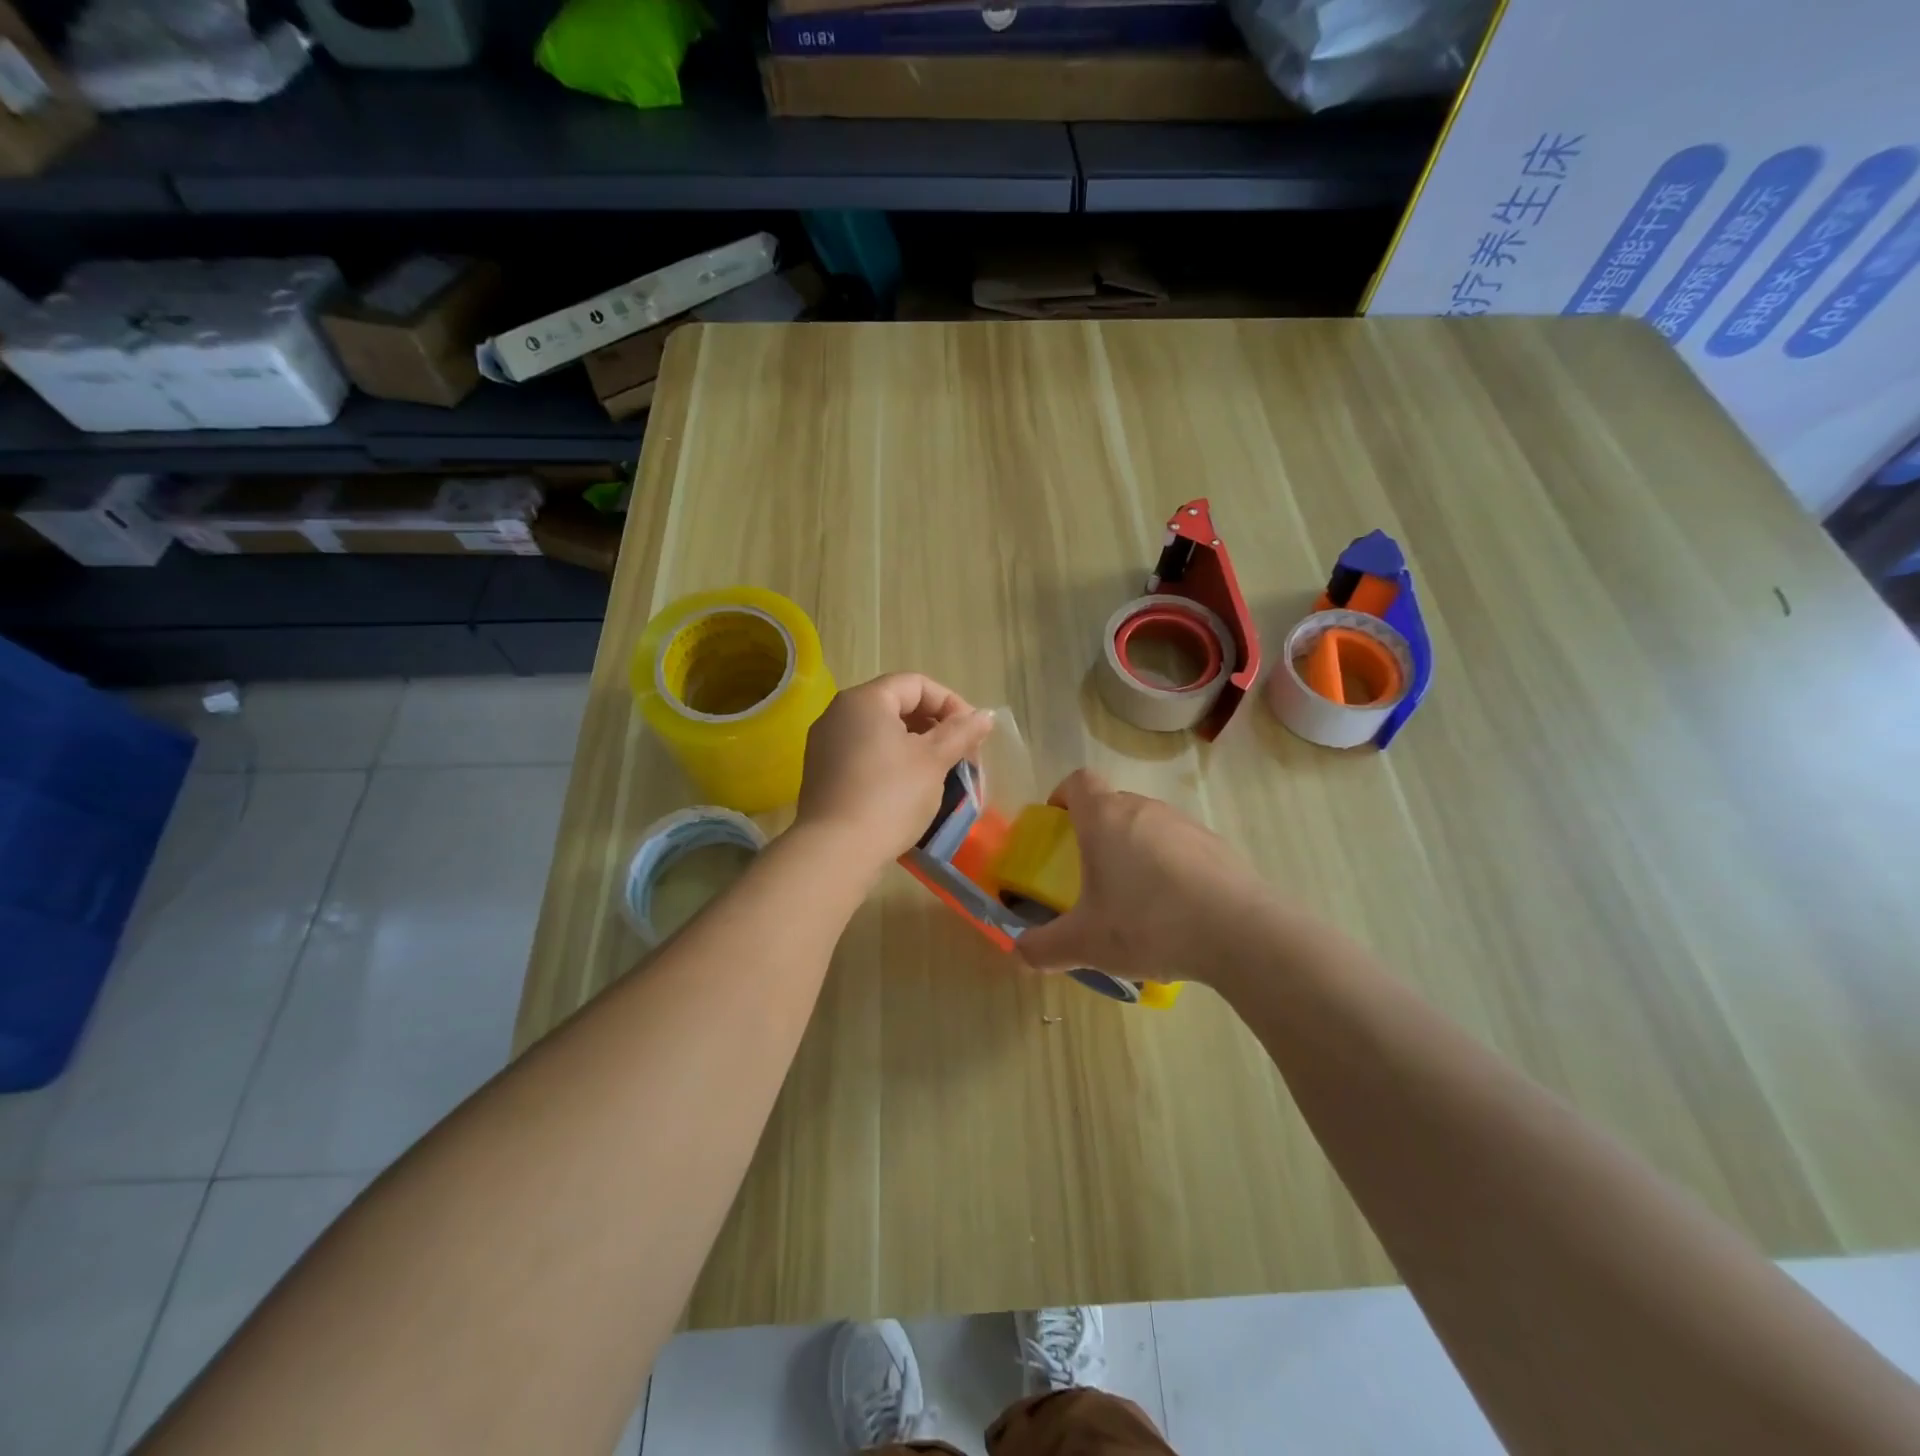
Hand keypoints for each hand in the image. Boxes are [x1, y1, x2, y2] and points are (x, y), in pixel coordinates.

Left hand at [796, 673, 994, 869]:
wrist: (835, 851)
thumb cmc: (890, 796)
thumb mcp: (934, 761)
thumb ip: (961, 732)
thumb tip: (985, 715)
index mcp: (865, 700)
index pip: (916, 684)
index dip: (951, 703)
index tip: (972, 735)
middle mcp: (839, 713)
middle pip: (897, 704)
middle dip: (934, 726)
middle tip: (960, 756)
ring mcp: (825, 743)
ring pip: (880, 731)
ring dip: (915, 746)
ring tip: (938, 773)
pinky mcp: (821, 772)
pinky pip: (863, 753)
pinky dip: (890, 761)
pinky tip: (907, 789)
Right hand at [1015, 769, 1275, 985]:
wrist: (1239, 933)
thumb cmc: (1147, 924)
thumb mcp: (1086, 943)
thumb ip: (1044, 948)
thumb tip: (1019, 953)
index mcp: (1105, 819)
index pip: (1079, 781)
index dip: (1064, 795)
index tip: (1058, 821)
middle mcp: (1144, 810)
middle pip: (1113, 803)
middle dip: (1097, 829)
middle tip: (1091, 871)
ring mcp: (1185, 824)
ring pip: (1148, 824)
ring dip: (1135, 847)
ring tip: (1135, 896)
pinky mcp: (1217, 846)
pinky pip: (1180, 845)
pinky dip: (1170, 865)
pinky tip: (1176, 908)